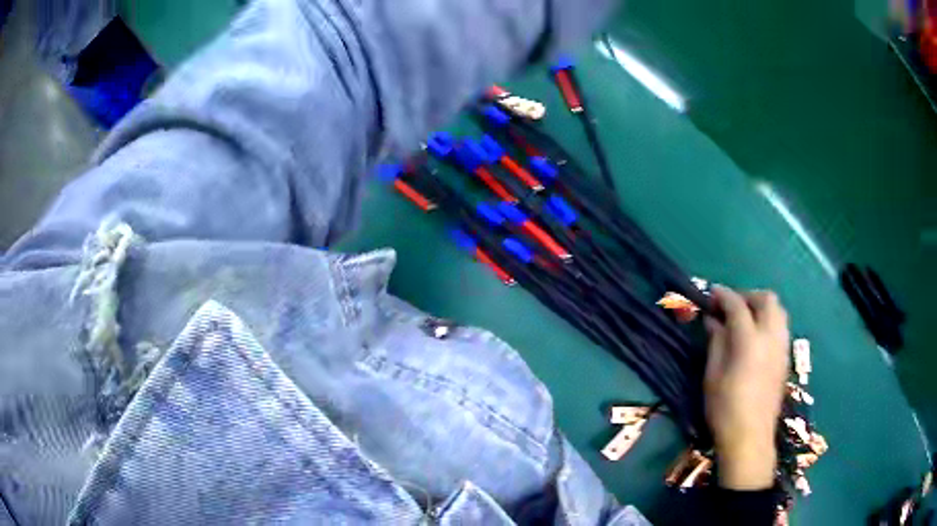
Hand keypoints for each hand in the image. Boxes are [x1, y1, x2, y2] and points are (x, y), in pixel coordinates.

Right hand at [704, 286, 789, 489]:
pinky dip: (769, 321)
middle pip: (766, 299)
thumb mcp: (712, 375)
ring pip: (778, 310)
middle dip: (747, 296)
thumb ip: (716, 341)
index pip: (737, 305)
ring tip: (745, 319)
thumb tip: (713, 320)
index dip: (723, 295)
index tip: (711, 294)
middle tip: (730, 307)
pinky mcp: (786, 357)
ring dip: (761, 306)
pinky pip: (781, 326)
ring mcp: (782, 346)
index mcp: (749, 340)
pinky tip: (757, 337)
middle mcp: (770, 336)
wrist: (750, 436)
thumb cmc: (725, 408)